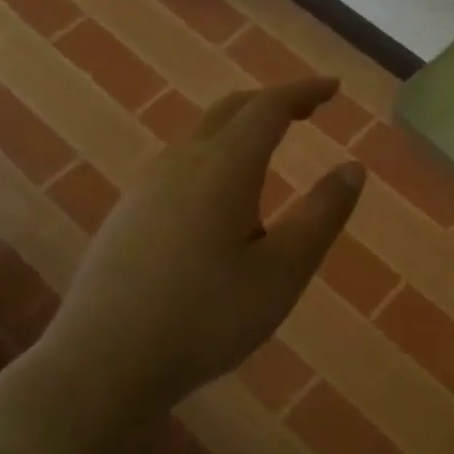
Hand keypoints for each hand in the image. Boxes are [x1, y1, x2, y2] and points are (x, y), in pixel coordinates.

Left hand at [36, 78, 363, 413]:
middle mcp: (181, 163)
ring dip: (242, 133)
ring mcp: (146, 188)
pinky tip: (222, 206)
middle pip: (231, 112)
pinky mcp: (127, 216)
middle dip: (273, 103)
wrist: (102, 364)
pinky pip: (181, 168)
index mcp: (224, 168)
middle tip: (308, 111)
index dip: (304, 92)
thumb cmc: (206, 317)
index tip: (333, 88)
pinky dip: (216, 161)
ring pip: (201, 139)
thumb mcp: (283, 271)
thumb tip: (352, 168)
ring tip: (271, 158)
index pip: (269, 108)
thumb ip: (322, 215)